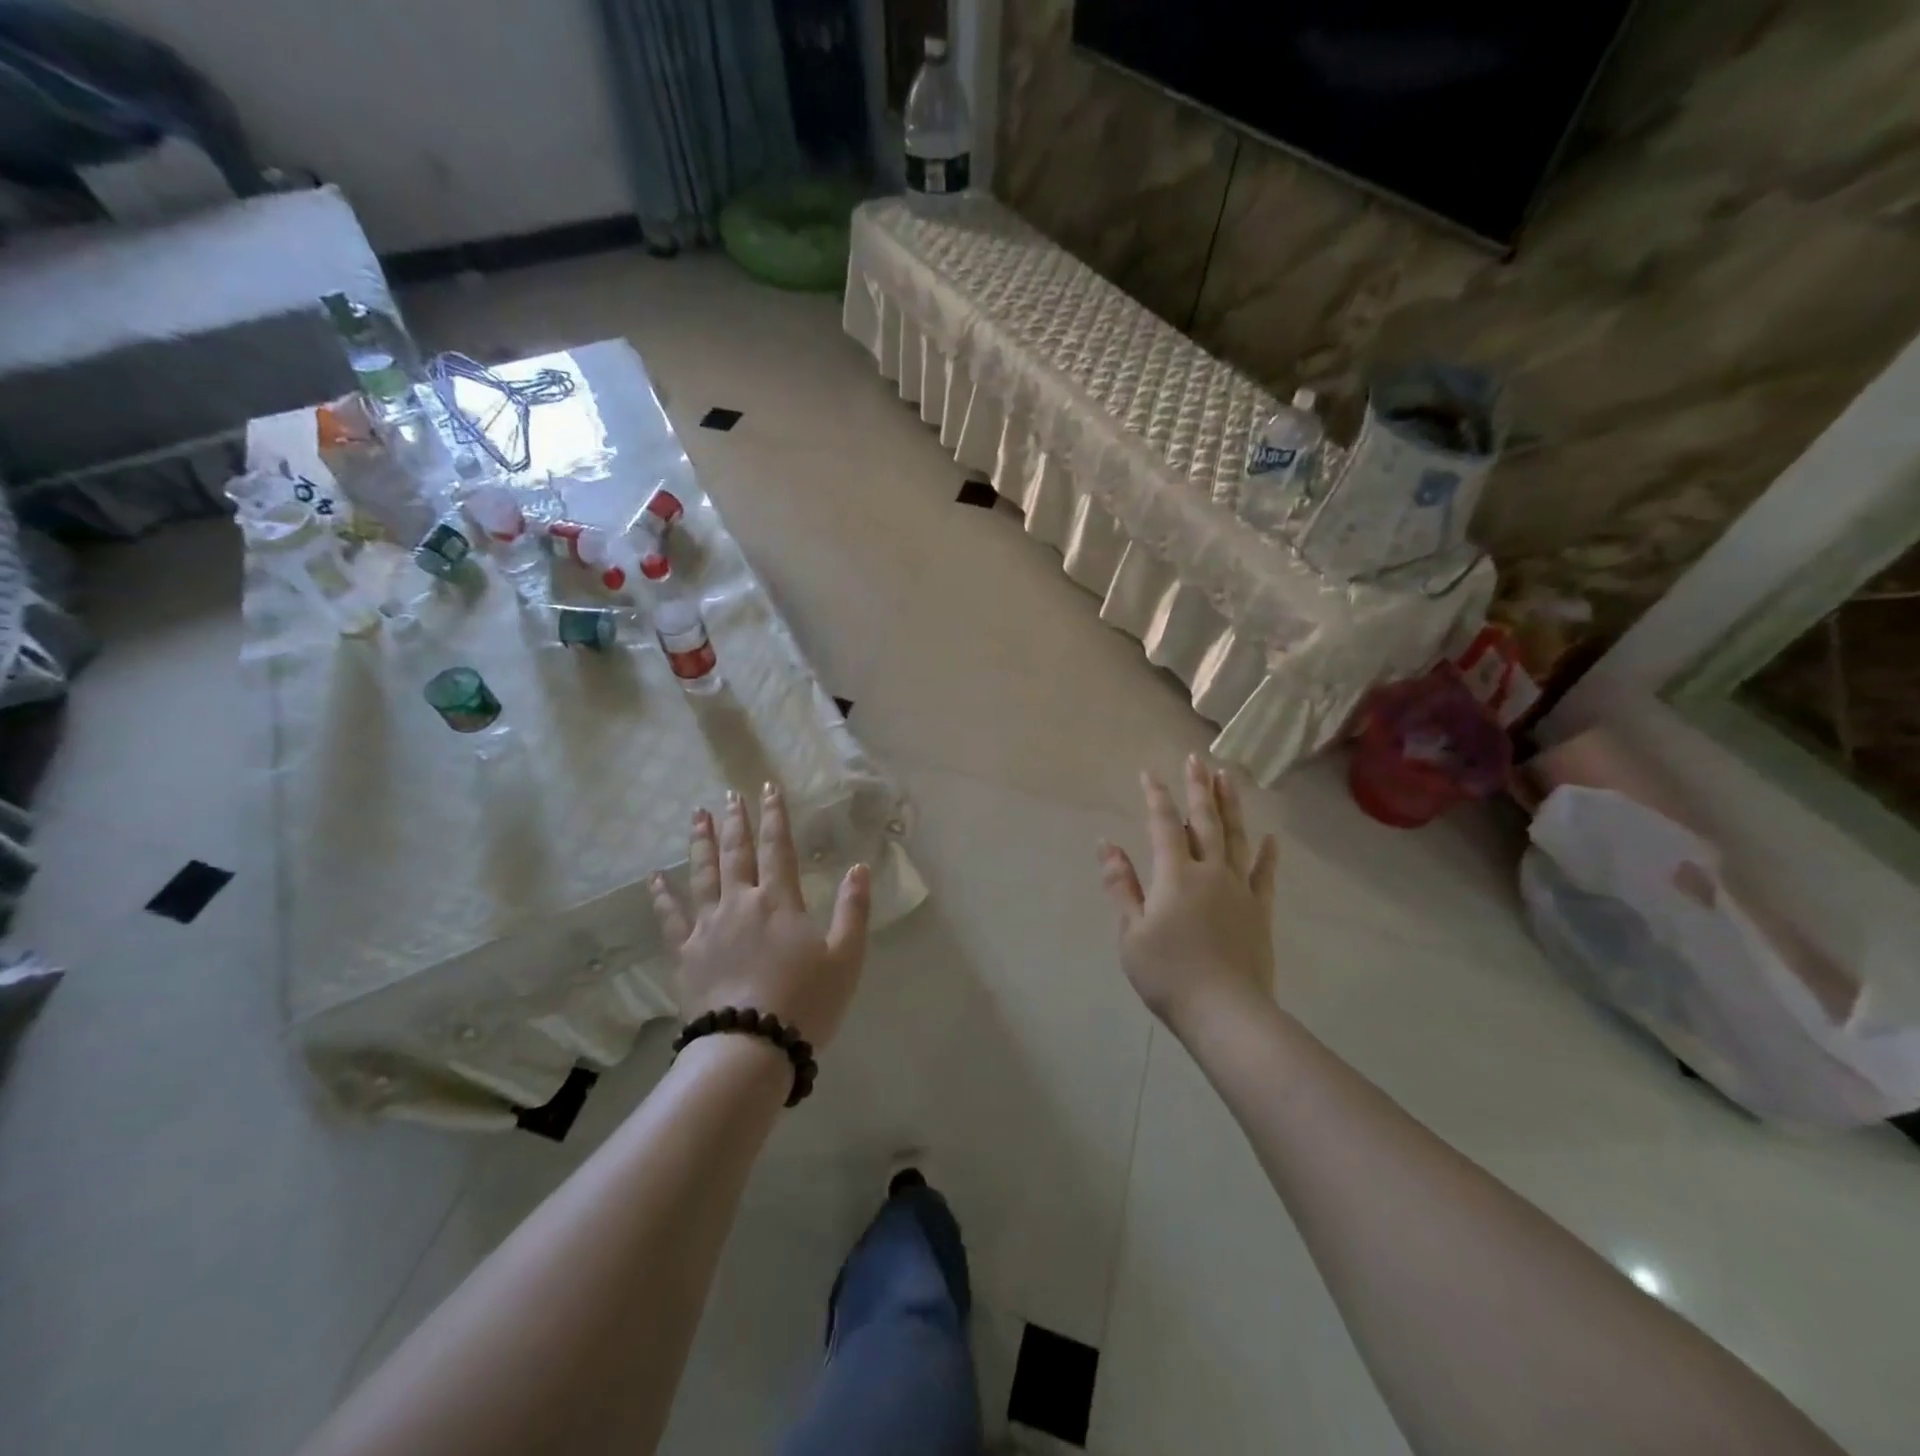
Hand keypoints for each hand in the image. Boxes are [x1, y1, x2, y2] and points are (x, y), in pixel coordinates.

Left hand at [649, 783, 870, 1049]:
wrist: (751, 1047)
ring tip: (697, 815)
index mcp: (780, 901)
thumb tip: (859, 868)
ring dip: (700, 842)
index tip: (768, 788)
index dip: (775, 816)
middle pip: (736, 853)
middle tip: (730, 795)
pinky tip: (655, 878)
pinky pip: (671, 917)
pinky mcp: (687, 953)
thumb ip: (854, 909)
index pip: (779, 847)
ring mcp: (709, 926)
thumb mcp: (846, 957)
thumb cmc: (806, 1002)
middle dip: (735, 821)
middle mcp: (741, 903)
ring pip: (702, 874)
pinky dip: (662, 895)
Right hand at [1098, 755, 1278, 1029]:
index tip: (1149, 772)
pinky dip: (1267, 855)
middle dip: (1198, 788)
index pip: (1163, 825)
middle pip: (1205, 821)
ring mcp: (1239, 890)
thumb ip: (1121, 885)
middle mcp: (1210, 872)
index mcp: (1176, 875)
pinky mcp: (1259, 911)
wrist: (1226, 1013)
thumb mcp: (1131, 932)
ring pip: (1236, 838)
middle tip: (1197, 759)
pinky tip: (1271, 838)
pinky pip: (1264, 875)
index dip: (1156, 796)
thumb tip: (1106, 844)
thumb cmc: (1168, 974)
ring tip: (1228, 778)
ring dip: (1230, 806)